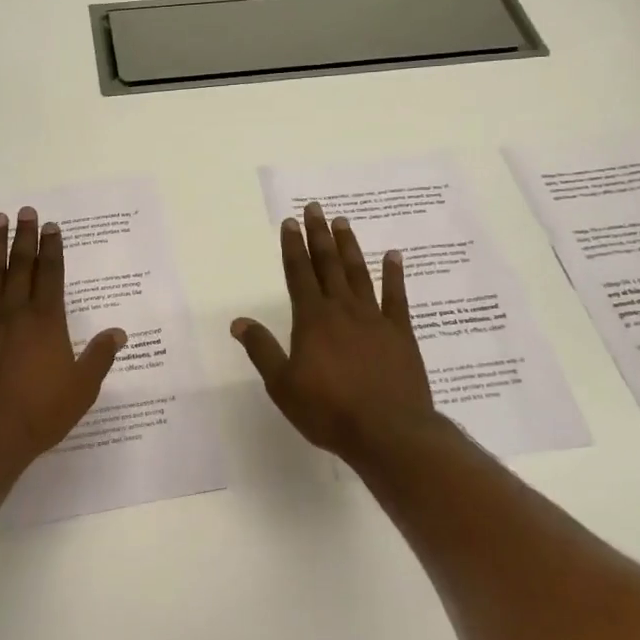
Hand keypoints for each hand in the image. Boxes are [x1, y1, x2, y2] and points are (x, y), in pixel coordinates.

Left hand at [0, 207, 125, 464]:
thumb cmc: (37, 414)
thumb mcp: (81, 389)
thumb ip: (99, 357)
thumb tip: (119, 332)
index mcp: (46, 321)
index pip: (51, 274)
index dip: (53, 248)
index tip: (52, 227)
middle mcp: (15, 310)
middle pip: (21, 264)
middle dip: (25, 236)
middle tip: (26, 211)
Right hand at [231, 202, 441, 459]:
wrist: (388, 432)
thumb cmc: (328, 411)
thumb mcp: (283, 385)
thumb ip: (262, 350)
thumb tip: (238, 322)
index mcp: (312, 320)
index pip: (298, 274)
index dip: (292, 247)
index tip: (290, 222)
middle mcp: (342, 310)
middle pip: (327, 265)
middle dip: (319, 235)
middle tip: (316, 208)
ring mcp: (374, 319)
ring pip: (358, 274)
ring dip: (349, 247)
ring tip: (343, 222)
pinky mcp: (401, 334)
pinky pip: (397, 297)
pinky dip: (394, 275)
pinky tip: (394, 256)